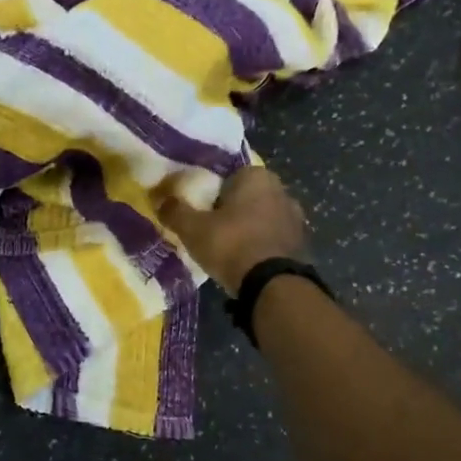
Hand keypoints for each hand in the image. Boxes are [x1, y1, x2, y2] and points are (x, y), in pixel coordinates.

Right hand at [160, 166, 308, 294]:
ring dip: (247, 229)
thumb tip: (159, 199)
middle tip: (210, 231)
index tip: (199, 212)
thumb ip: (174, 211)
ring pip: (261, 218)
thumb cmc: (231, 244)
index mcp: (256, 176)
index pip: (227, 177)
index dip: (211, 194)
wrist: (272, 284)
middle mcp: (281, 189)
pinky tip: (246, 262)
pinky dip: (260, 245)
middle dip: (230, 211)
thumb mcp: (193, 228)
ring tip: (227, 249)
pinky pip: (272, 238)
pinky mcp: (302, 242)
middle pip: (246, 197)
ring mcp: (295, 216)